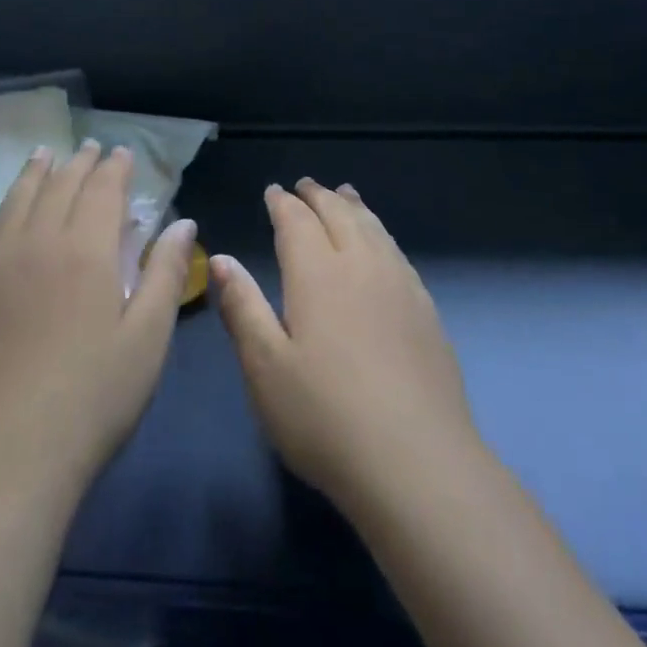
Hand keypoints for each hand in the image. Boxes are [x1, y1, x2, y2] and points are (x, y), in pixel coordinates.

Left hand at [0, 141, 193, 498]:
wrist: (3, 460)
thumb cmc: (91, 400)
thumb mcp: (147, 339)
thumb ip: (165, 274)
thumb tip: (182, 223)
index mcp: (87, 252)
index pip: (102, 191)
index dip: (114, 168)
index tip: (122, 154)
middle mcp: (37, 244)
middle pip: (59, 188)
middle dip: (78, 164)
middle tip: (89, 148)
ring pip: (14, 203)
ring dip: (33, 175)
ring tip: (44, 155)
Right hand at [212, 179, 482, 516]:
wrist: (416, 461)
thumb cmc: (325, 417)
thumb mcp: (265, 368)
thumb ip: (243, 307)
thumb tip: (221, 258)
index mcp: (318, 274)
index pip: (297, 221)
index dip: (283, 203)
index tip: (273, 192)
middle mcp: (362, 265)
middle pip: (339, 214)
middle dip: (319, 195)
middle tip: (305, 185)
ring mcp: (400, 284)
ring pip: (374, 228)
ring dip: (354, 206)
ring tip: (345, 194)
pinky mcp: (426, 309)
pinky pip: (397, 251)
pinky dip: (381, 232)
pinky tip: (381, 245)